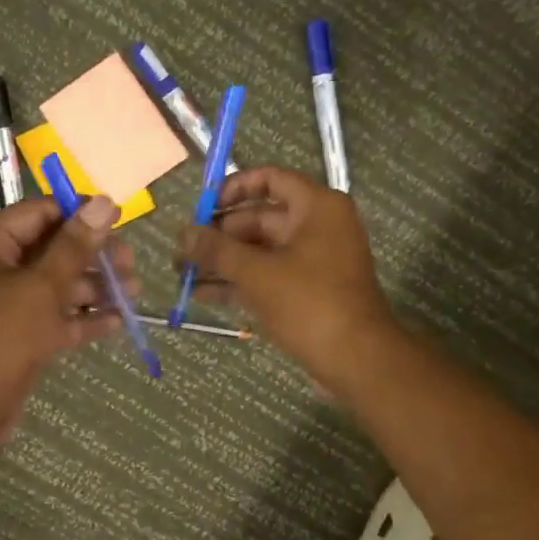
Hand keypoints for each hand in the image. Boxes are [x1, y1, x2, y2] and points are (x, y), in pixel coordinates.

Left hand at [0, 194, 135, 414]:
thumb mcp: (42, 287)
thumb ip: (76, 246)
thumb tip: (105, 202)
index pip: (39, 213)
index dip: (81, 214)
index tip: (120, 219)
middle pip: (50, 250)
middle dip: (93, 257)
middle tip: (131, 264)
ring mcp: (3, 304)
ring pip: (54, 286)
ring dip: (94, 288)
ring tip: (134, 292)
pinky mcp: (15, 336)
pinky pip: (52, 318)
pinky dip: (80, 318)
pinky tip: (117, 321)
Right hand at [179, 166, 396, 390]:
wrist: (357, 360)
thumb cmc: (309, 304)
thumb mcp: (257, 274)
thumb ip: (216, 250)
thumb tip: (182, 234)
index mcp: (315, 207)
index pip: (270, 179)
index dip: (232, 188)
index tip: (201, 207)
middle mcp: (317, 226)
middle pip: (259, 218)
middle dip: (218, 234)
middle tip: (181, 249)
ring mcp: (314, 260)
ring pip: (260, 251)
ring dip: (223, 261)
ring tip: (181, 272)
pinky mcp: (308, 291)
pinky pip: (268, 276)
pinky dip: (239, 282)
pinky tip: (201, 293)